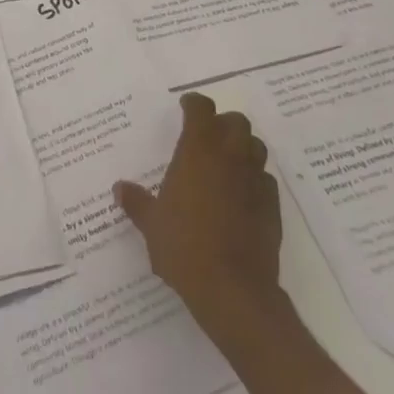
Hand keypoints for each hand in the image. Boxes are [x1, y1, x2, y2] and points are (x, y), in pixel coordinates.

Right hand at [115, 92, 287, 337]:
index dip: (194, 104)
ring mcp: (254, 182)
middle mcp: (229, 158)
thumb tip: (120, 189)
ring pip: (256, 147)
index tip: (185, 107)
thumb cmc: (184, 247)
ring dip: (242, 147)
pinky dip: (254, 180)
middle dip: (223, 123)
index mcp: (198, 152)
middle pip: (236, 121)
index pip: (202, 109)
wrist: (233, 290)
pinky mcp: (272, 208)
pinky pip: (265, 180)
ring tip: (226, 162)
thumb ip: (137, 202)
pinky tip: (241, 196)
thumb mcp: (151, 224)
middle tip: (207, 136)